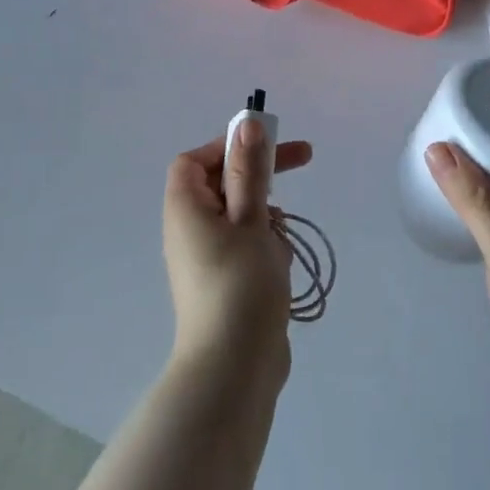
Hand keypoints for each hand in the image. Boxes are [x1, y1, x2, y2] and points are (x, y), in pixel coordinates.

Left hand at [163, 124, 313, 387]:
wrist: (234, 366)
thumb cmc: (240, 283)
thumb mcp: (250, 218)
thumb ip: (249, 170)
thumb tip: (246, 123)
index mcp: (185, 208)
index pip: (196, 159)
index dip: (228, 145)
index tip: (265, 147)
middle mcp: (189, 229)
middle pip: (222, 184)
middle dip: (261, 176)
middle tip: (305, 159)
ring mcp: (206, 258)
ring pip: (241, 215)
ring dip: (267, 218)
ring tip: (281, 243)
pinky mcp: (225, 281)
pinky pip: (246, 246)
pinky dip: (267, 247)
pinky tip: (281, 267)